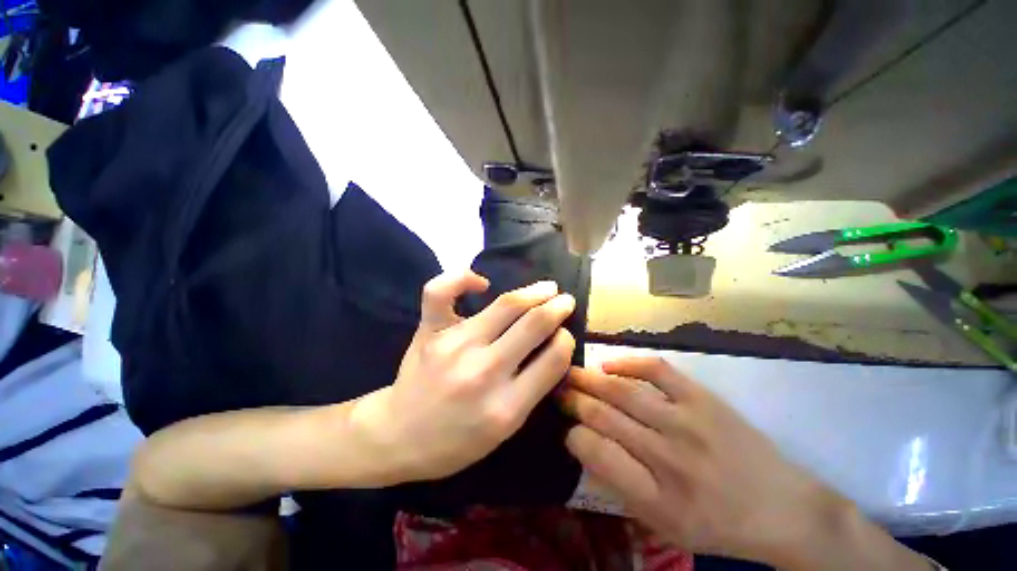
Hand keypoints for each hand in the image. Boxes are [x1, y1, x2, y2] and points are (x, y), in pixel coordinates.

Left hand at [353, 270, 575, 482]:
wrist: (397, 436)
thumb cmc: (455, 441)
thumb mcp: (504, 431)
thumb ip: (532, 390)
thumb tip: (553, 347)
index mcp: (506, 407)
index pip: (553, 359)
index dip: (566, 340)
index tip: (565, 333)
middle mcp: (483, 371)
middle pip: (533, 325)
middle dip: (557, 307)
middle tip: (566, 300)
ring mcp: (454, 345)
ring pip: (504, 305)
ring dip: (533, 292)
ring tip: (547, 287)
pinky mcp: (430, 331)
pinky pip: (441, 292)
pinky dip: (462, 278)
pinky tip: (481, 282)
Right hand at [559, 357, 837, 564]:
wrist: (783, 508)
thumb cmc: (718, 525)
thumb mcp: (665, 526)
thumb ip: (622, 486)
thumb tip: (585, 445)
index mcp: (659, 500)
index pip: (598, 454)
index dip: (573, 435)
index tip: (565, 428)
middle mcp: (670, 458)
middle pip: (605, 416)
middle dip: (573, 400)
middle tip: (555, 389)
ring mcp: (688, 422)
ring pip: (624, 391)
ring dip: (589, 379)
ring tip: (569, 372)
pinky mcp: (703, 398)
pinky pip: (656, 370)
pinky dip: (626, 363)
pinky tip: (607, 365)